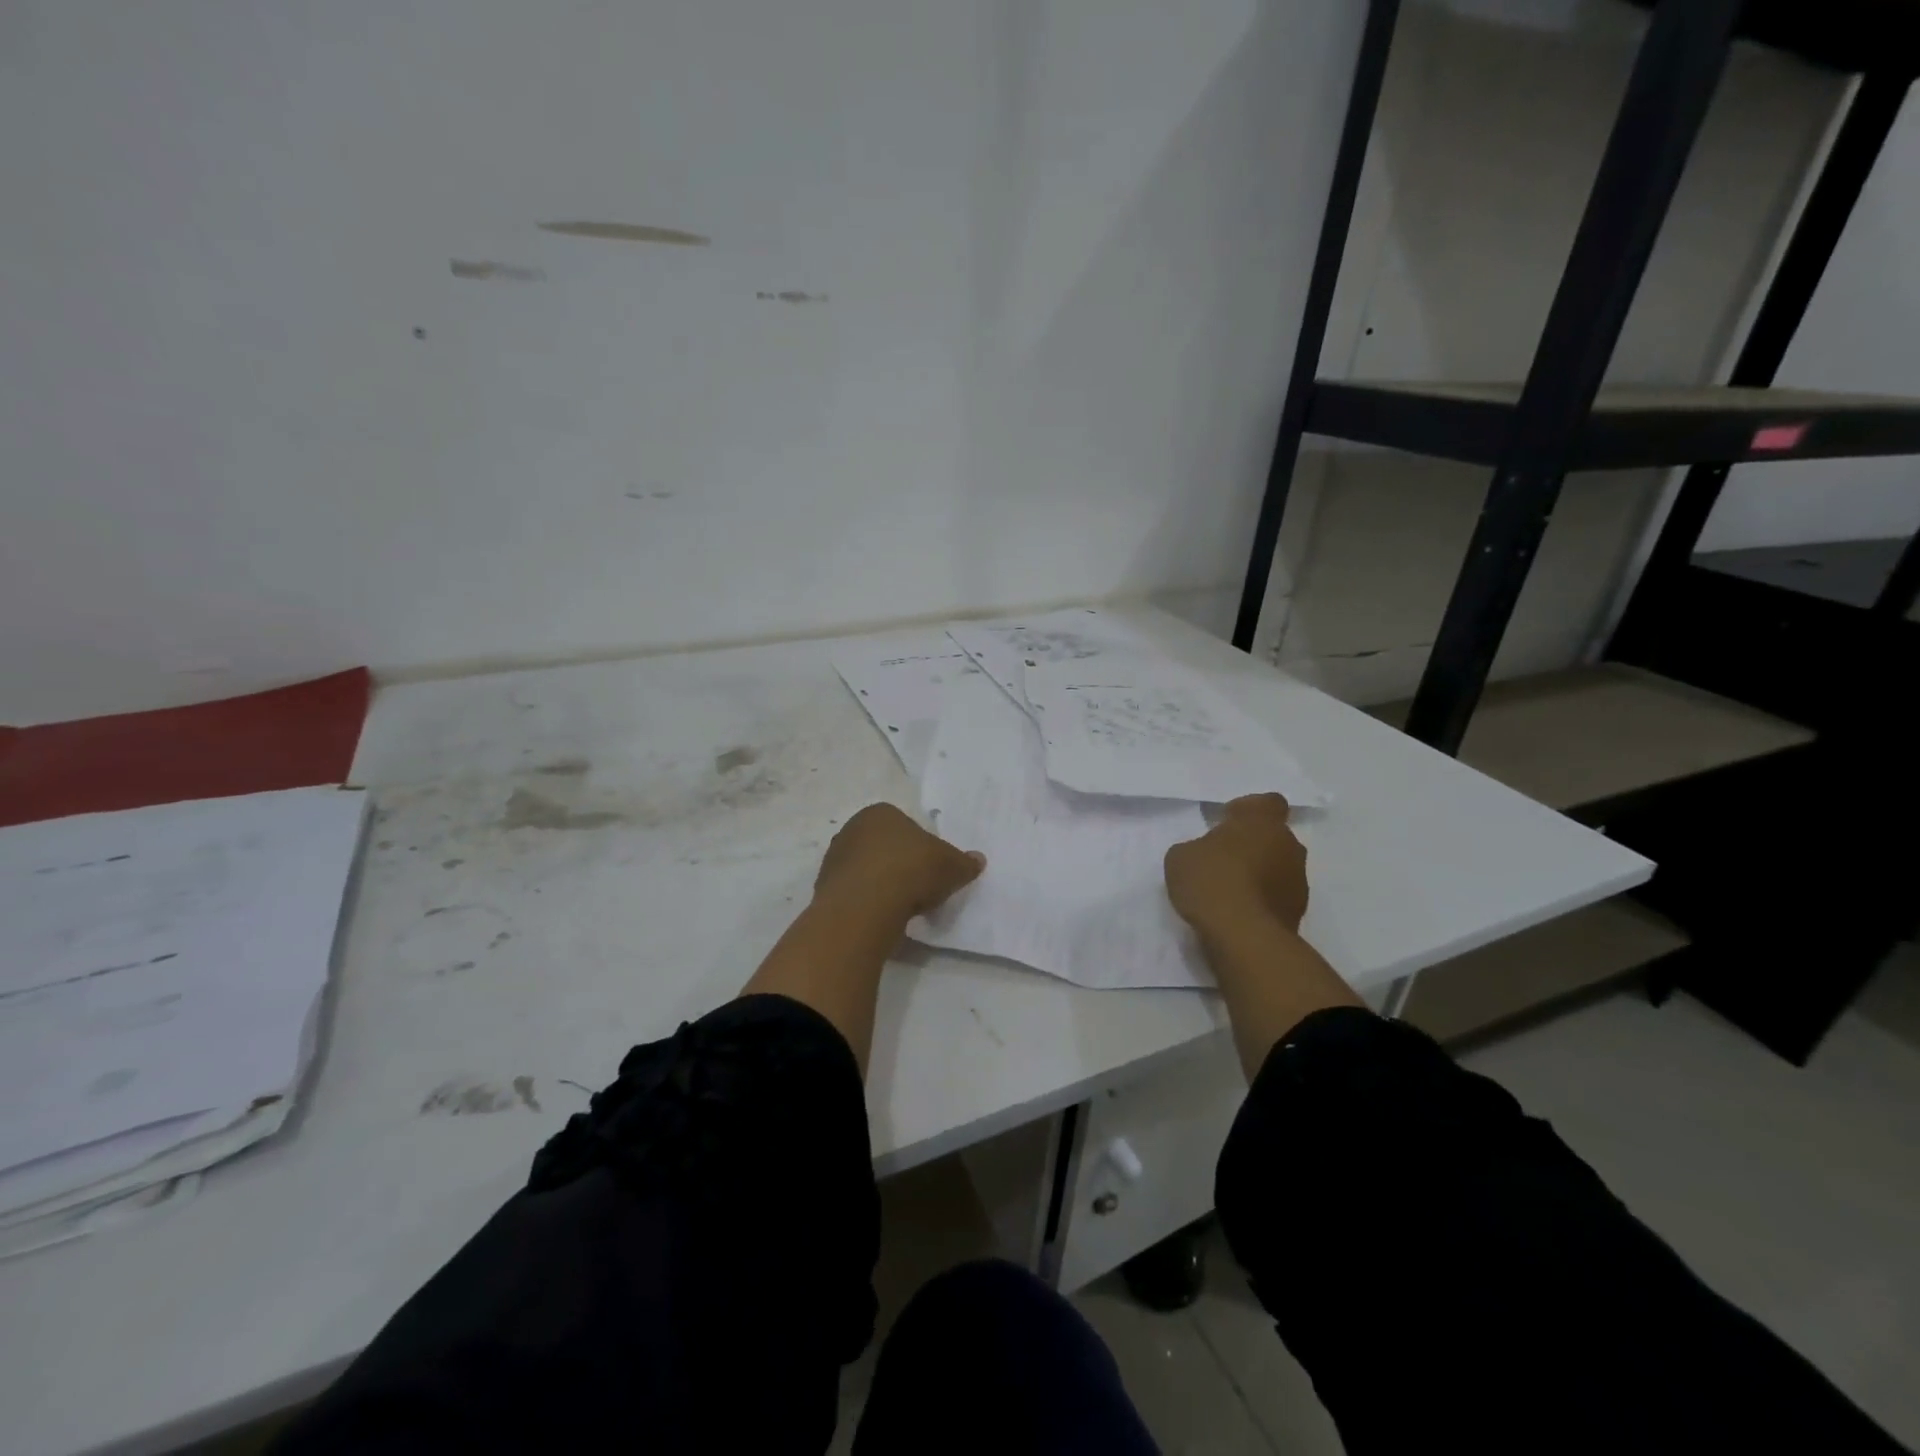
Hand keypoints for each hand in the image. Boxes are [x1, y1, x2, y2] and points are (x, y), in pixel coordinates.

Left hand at [815, 803, 984, 922]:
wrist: (865, 905)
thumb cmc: (911, 870)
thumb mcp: (951, 866)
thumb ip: (964, 862)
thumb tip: (978, 860)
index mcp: (881, 812)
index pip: (904, 826)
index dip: (920, 848)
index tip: (931, 869)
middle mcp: (852, 828)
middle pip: (883, 847)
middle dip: (898, 865)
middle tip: (918, 887)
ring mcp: (835, 858)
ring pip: (866, 870)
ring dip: (881, 885)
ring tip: (901, 907)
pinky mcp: (824, 888)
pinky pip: (854, 893)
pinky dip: (867, 903)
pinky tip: (882, 917)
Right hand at [1164, 794, 1308, 941]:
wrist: (1243, 936)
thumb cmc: (1211, 881)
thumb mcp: (1181, 856)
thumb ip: (1197, 847)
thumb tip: (1206, 855)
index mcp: (1262, 821)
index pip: (1267, 802)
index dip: (1248, 810)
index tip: (1227, 823)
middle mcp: (1289, 845)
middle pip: (1274, 837)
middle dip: (1253, 845)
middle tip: (1224, 859)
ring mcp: (1299, 880)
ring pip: (1279, 868)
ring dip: (1261, 874)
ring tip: (1230, 893)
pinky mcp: (1299, 913)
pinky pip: (1278, 897)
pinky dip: (1263, 901)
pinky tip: (1238, 914)